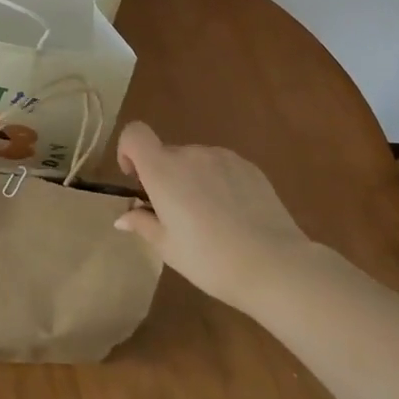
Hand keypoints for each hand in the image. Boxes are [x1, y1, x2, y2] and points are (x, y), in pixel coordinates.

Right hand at [114, 121, 326, 311]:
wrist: (274, 264)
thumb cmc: (209, 259)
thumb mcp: (168, 247)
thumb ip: (143, 224)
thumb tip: (124, 217)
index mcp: (163, 170)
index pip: (134, 134)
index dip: (128, 150)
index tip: (136, 179)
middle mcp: (191, 155)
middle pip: (167, 154)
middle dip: (164, 177)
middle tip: (175, 216)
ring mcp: (223, 157)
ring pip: (195, 162)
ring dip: (192, 180)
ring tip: (210, 219)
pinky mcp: (249, 167)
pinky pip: (221, 168)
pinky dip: (218, 183)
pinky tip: (234, 215)